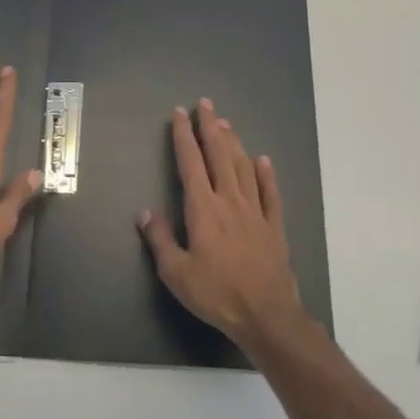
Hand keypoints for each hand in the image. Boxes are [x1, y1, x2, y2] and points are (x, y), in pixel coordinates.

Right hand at [138, 98, 303, 345]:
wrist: (266, 314)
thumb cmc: (216, 293)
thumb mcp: (176, 272)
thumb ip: (160, 239)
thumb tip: (145, 212)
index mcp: (203, 209)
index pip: (190, 163)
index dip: (184, 137)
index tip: (180, 114)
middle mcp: (230, 201)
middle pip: (219, 155)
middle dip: (210, 127)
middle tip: (205, 104)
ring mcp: (255, 211)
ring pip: (243, 167)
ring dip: (233, 142)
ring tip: (226, 123)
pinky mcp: (274, 226)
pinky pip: (270, 193)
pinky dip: (266, 174)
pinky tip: (262, 160)